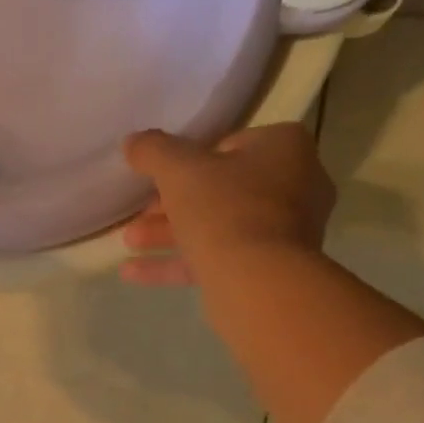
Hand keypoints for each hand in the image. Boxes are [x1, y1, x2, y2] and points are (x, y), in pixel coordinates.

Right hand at [118, 123, 336, 289]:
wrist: (257, 280)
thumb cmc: (224, 209)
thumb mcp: (179, 171)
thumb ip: (154, 151)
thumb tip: (132, 141)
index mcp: (284, 148)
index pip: (229, 145)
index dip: (188, 162)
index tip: (158, 179)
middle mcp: (294, 185)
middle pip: (220, 190)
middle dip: (171, 205)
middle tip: (138, 215)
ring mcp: (283, 232)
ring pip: (216, 227)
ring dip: (168, 234)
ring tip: (129, 242)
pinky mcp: (267, 269)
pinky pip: (216, 259)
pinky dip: (176, 263)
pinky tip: (132, 272)